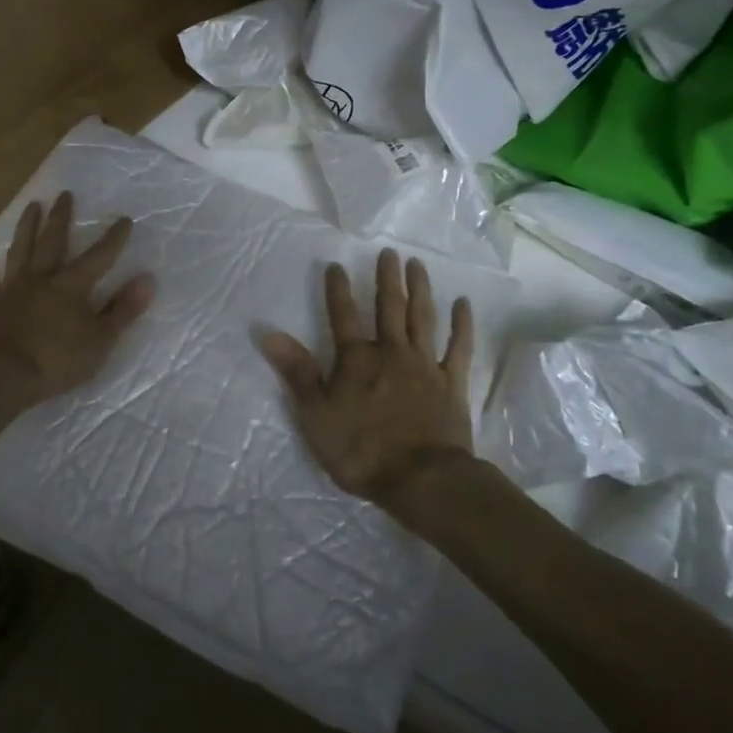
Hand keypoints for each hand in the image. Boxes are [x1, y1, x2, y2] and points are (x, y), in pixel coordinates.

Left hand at [0, 191, 155, 411]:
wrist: (2, 377)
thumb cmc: (57, 361)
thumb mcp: (100, 340)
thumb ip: (123, 310)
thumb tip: (147, 280)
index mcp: (71, 286)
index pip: (98, 257)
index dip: (113, 239)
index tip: (124, 219)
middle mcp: (41, 279)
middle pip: (52, 242)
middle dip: (61, 218)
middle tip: (64, 195)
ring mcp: (12, 291)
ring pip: (20, 252)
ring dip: (26, 228)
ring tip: (31, 207)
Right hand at [258, 250, 474, 521]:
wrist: (422, 479)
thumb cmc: (362, 450)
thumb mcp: (316, 415)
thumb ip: (297, 372)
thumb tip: (268, 333)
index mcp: (357, 359)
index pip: (343, 316)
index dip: (338, 290)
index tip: (337, 265)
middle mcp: (391, 352)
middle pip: (389, 308)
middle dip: (387, 278)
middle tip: (389, 252)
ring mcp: (425, 365)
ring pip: (423, 318)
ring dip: (420, 289)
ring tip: (417, 265)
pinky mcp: (452, 383)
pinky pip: (459, 347)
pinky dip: (462, 325)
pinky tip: (463, 304)